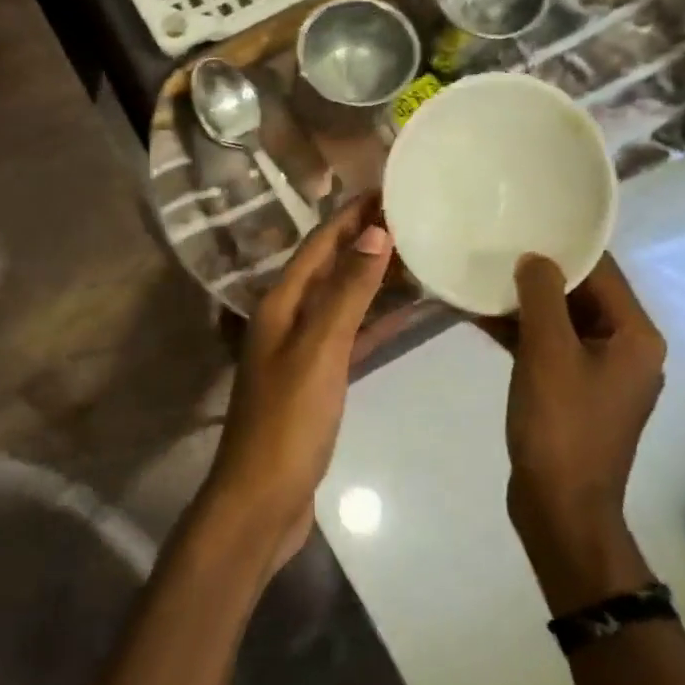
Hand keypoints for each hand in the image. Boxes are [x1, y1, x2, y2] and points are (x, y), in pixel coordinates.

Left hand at [202, 195, 393, 571]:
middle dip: (368, 238)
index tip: (391, 186)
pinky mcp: (318, 379)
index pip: (320, 242)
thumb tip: (375, 232)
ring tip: (421, 254)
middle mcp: (288, 317)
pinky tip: (409, 313)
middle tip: (417, 216)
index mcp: (281, 303)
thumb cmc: (288, 422)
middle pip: (331, 265)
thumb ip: (346, 292)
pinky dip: (377, 321)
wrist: (263, 498)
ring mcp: (302, 349)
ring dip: (376, 277)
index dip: (353, 214)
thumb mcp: (319, 350)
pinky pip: (351, 335)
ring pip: (343, 299)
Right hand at [484, 252, 665, 608]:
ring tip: (482, 277)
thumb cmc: (561, 426)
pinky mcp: (573, 391)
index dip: (564, 247)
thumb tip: (535, 259)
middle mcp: (626, 349)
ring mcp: (599, 372)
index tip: (525, 223)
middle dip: (539, 274)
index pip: (603, 273)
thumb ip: (543, 298)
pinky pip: (548, 347)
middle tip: (496, 246)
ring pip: (561, 321)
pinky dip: (520, 333)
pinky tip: (481, 317)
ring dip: (524, 304)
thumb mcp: (548, 353)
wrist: (560, 507)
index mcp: (635, 336)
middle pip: (582, 295)